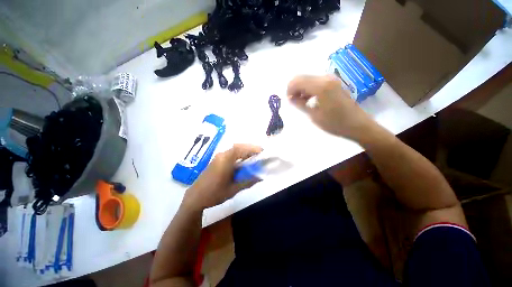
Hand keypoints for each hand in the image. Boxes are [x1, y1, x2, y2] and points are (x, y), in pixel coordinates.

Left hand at [182, 144, 262, 210]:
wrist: (195, 197)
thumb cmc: (214, 194)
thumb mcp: (234, 189)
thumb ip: (248, 181)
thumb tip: (261, 177)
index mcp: (225, 160)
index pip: (240, 148)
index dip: (252, 148)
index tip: (263, 152)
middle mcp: (222, 155)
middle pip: (238, 147)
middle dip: (251, 149)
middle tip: (260, 155)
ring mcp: (219, 157)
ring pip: (235, 150)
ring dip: (245, 152)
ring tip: (254, 159)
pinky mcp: (217, 160)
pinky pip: (231, 154)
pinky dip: (240, 155)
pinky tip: (244, 163)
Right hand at [287, 75, 375, 139]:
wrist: (357, 125)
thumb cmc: (334, 123)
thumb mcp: (313, 115)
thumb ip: (300, 104)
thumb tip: (290, 98)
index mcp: (320, 86)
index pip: (297, 81)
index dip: (289, 90)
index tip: (289, 101)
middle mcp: (326, 78)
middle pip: (302, 77)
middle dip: (295, 89)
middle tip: (293, 102)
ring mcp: (331, 79)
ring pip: (309, 79)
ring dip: (302, 89)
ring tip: (301, 102)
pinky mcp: (334, 83)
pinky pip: (316, 82)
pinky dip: (309, 89)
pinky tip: (310, 99)